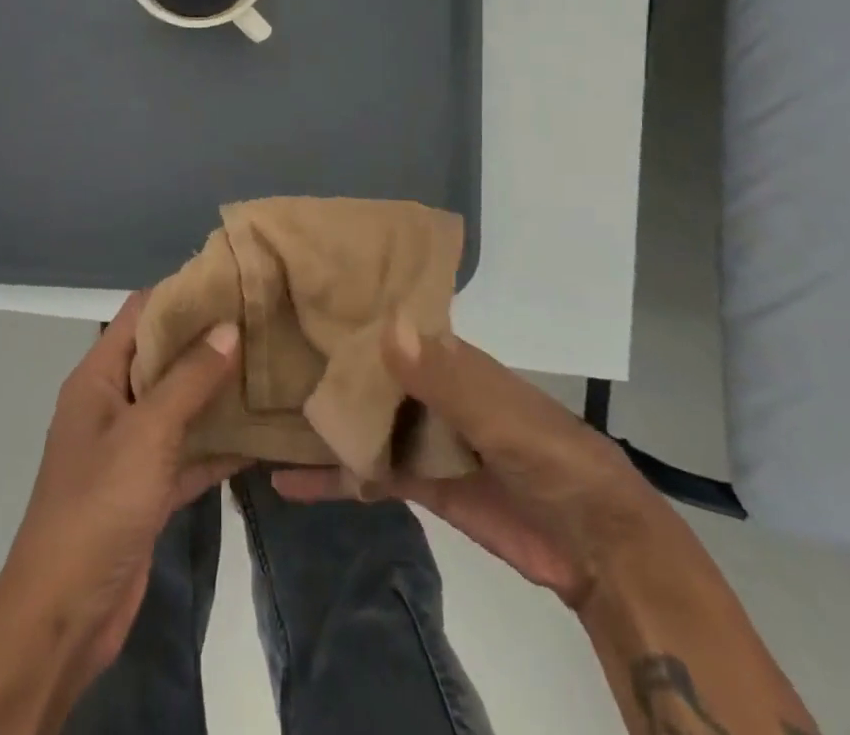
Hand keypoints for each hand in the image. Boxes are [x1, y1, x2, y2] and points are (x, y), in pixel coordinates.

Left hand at [0, 292, 245, 672]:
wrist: (63, 617)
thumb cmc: (98, 506)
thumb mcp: (147, 433)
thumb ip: (190, 379)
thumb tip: (229, 325)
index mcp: (98, 376)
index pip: (140, 314)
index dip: (180, 295)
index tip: (230, 282)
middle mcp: (113, 403)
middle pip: (164, 357)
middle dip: (208, 342)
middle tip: (262, 323)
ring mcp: (131, 448)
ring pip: (180, 406)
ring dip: (218, 394)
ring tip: (270, 369)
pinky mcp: (148, 488)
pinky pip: (188, 453)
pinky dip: (218, 446)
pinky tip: (262, 437)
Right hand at [272, 319, 662, 607]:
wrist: (598, 547)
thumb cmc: (553, 458)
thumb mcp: (501, 415)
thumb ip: (445, 377)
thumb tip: (385, 327)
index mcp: (446, 358)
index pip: (384, 326)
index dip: (341, 315)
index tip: (287, 301)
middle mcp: (426, 389)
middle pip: (363, 373)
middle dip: (317, 366)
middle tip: (250, 357)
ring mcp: (419, 436)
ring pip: (359, 421)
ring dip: (317, 420)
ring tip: (255, 414)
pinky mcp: (418, 484)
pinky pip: (366, 474)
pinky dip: (331, 477)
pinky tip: (284, 480)